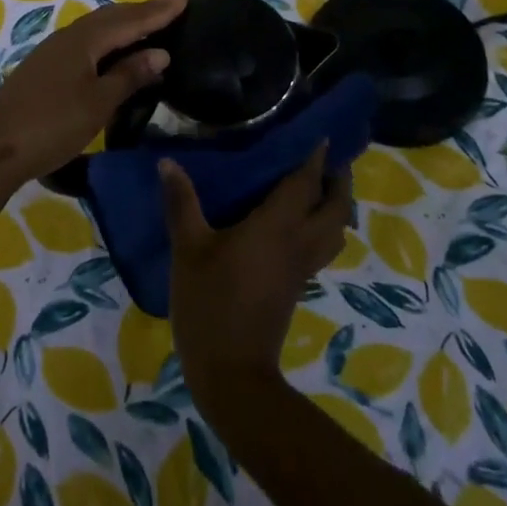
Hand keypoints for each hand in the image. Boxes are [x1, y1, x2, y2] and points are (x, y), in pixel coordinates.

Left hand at [0, 0, 184, 189]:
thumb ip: (129, 75)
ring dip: (124, 23)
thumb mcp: (98, 102)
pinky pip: (86, 41)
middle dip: (142, 11)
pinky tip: (113, 52)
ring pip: (97, 28)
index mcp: (85, 40)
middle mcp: (69, 37)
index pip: (130, 19)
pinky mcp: (45, 67)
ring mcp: (54, 51)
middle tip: (172, 8)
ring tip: (148, 25)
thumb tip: (160, 52)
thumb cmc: (52, 124)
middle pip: (112, 17)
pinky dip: (108, 39)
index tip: (185, 0)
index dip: (158, 11)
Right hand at [162, 146, 352, 404]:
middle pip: (336, 207)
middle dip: (338, 180)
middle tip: (327, 159)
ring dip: (336, 206)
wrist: (231, 372)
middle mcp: (299, 242)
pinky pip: (322, 247)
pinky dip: (323, 228)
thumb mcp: (188, 250)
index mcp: (277, 226)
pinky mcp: (297, 285)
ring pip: (336, 231)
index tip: (323, 133)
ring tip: (318, 188)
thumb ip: (181, 203)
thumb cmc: (209, 303)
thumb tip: (167, 162)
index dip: (316, 157)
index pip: (305, 182)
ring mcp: (302, 267)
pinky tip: (299, 224)